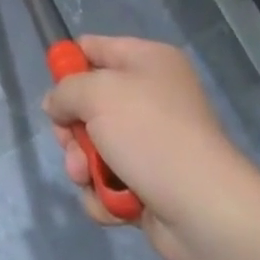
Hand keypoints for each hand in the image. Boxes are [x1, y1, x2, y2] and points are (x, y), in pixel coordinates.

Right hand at [42, 36, 259, 259]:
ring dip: (83, 165)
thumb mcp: (96, 93)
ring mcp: (152, 144)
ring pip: (95, 146)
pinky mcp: (151, 185)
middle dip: (73, 129)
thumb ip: (65, 90)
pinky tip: (111, 204)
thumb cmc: (150, 134)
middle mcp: (152, 97)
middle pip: (89, 103)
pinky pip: (109, 181)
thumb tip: (57, 106)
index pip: (94, 48)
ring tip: (87, 178)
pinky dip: (103, 194)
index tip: (55, 92)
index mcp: (148, 61)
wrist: (205, 211)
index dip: (68, 65)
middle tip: (71, 144)